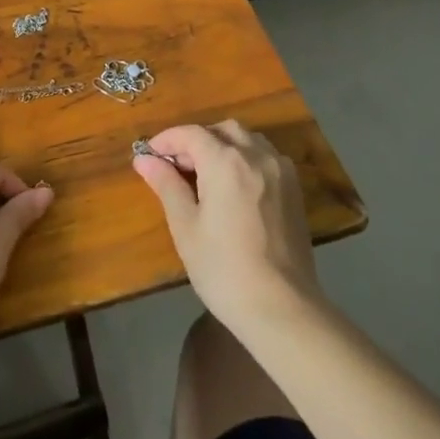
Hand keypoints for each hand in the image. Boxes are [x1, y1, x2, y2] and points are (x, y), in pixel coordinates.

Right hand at [132, 120, 320, 334]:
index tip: (149, 156)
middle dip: (196, 140)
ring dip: (223, 145)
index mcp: (226, 162)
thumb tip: (144, 160)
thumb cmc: (224, 269)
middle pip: (222, 130)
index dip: (167, 140)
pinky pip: (266, 157)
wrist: (281, 308)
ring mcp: (280, 171)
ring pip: (247, 140)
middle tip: (177, 167)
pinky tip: (235, 186)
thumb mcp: (186, 227)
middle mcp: (256, 156)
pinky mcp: (295, 190)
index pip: (191, 134)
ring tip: (205, 174)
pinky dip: (246, 158)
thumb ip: (166, 185)